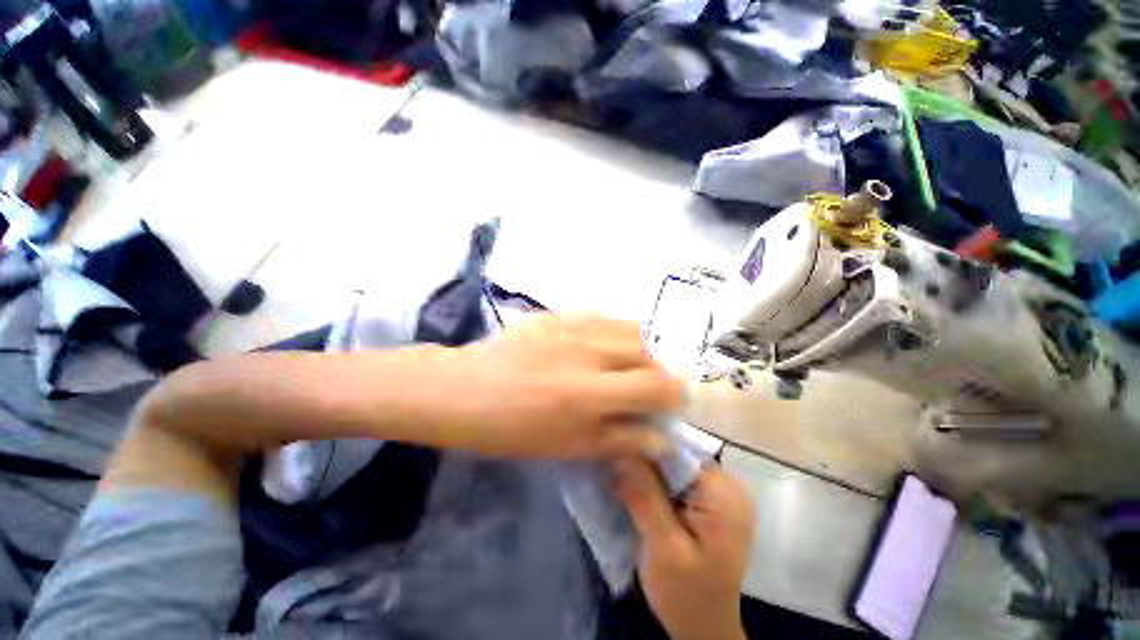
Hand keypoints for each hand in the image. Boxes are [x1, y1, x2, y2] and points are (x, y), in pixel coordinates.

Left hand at [418, 313, 683, 458]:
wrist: (463, 390)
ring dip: (639, 347)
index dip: (674, 393)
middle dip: (657, 369)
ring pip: (628, 326)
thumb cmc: (511, 429)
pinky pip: (602, 315)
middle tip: (647, 385)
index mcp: (588, 393)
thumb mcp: (568, 447)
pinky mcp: (557, 312)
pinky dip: (614, 330)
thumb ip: (620, 440)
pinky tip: (603, 344)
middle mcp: (587, 350)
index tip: (673, 401)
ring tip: (628, 363)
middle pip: (647, 349)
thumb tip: (661, 438)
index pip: (655, 385)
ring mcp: (571, 324)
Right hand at [614, 458, 754, 639]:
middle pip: (676, 456)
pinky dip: (654, 482)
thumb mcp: (663, 547)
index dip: (646, 446)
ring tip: (619, 472)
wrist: (703, 629)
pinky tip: (634, 487)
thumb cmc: (687, 595)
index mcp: (724, 492)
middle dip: (645, 459)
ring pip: (673, 466)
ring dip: (647, 471)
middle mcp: (727, 485)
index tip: (617, 448)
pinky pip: (676, 480)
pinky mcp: (707, 504)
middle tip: (613, 462)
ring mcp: (718, 494)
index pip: (678, 450)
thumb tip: (620, 451)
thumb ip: (644, 497)